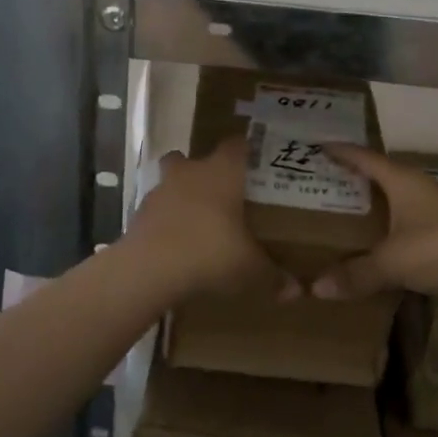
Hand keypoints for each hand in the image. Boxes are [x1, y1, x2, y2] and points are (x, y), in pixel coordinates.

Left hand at [125, 139, 294, 299]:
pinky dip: (166, 220)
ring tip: (198, 222)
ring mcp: (161, 189)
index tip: (255, 164)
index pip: (236, 145)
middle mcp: (190, 171)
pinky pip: (158, 209)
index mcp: (222, 171)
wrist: (150, 269)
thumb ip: (273, 276)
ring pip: (172, 180)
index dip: (245, 151)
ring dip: (182, 195)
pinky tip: (177, 244)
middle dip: (206, 173)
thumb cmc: (210, 252)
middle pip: (195, 158)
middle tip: (224, 195)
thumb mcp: (250, 268)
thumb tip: (297, 291)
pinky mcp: (140, 212)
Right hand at [310, 145, 437, 302]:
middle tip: (322, 185)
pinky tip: (380, 243)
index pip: (364, 158)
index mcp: (401, 180)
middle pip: (379, 176)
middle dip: (353, 180)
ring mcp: (436, 208)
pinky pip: (408, 221)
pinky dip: (390, 226)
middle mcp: (418, 187)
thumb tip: (315, 288)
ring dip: (374, 205)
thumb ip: (356, 274)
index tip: (318, 147)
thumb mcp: (393, 262)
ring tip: (345, 215)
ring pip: (396, 200)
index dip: (341, 152)